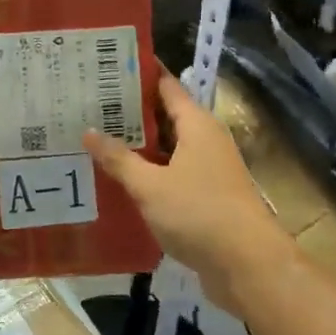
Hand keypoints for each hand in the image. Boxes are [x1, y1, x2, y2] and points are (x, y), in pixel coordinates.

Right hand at [86, 74, 285, 311]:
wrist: (247, 266)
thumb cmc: (199, 213)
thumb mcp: (150, 185)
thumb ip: (119, 159)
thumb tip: (88, 131)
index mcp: (197, 125)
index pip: (166, 86)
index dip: (138, 75)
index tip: (106, 68)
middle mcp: (205, 141)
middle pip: (165, 117)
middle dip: (130, 113)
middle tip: (88, 107)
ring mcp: (208, 171)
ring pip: (167, 150)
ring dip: (137, 148)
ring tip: (96, 141)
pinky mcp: (206, 198)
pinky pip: (171, 177)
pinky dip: (148, 175)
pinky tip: (119, 183)